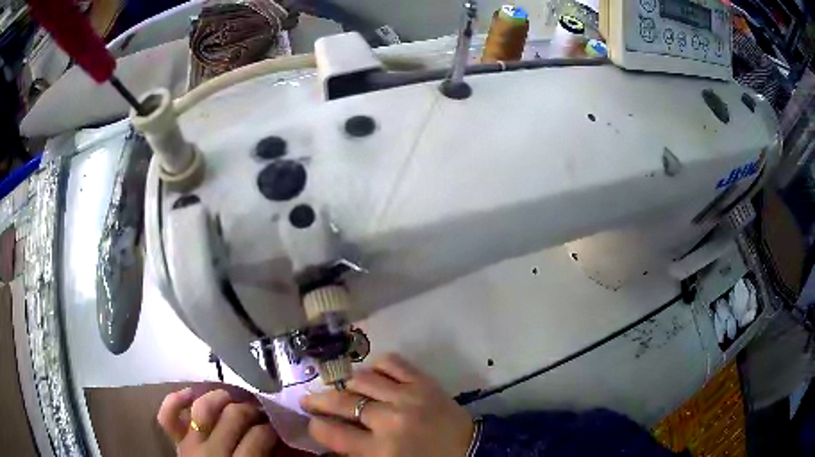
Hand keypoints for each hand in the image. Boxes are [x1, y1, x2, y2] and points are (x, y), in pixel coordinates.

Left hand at [157, 387, 277, 455]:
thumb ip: (267, 456)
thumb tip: (279, 437)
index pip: (259, 435)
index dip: (271, 428)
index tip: (276, 428)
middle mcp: (213, 453)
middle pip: (234, 416)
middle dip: (250, 410)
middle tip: (259, 413)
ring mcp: (191, 444)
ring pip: (203, 408)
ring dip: (220, 399)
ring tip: (231, 401)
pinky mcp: (176, 440)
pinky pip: (168, 415)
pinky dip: (175, 399)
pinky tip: (190, 393)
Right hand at [301, 354, 474, 456]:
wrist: (469, 449)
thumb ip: (355, 453)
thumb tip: (329, 434)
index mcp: (380, 450)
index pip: (332, 432)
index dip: (315, 426)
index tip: (312, 422)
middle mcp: (389, 420)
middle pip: (341, 402)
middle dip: (318, 400)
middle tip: (309, 400)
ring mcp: (407, 396)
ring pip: (362, 379)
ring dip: (346, 384)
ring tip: (341, 389)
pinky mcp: (424, 381)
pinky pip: (391, 362)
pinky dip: (376, 365)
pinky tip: (372, 374)